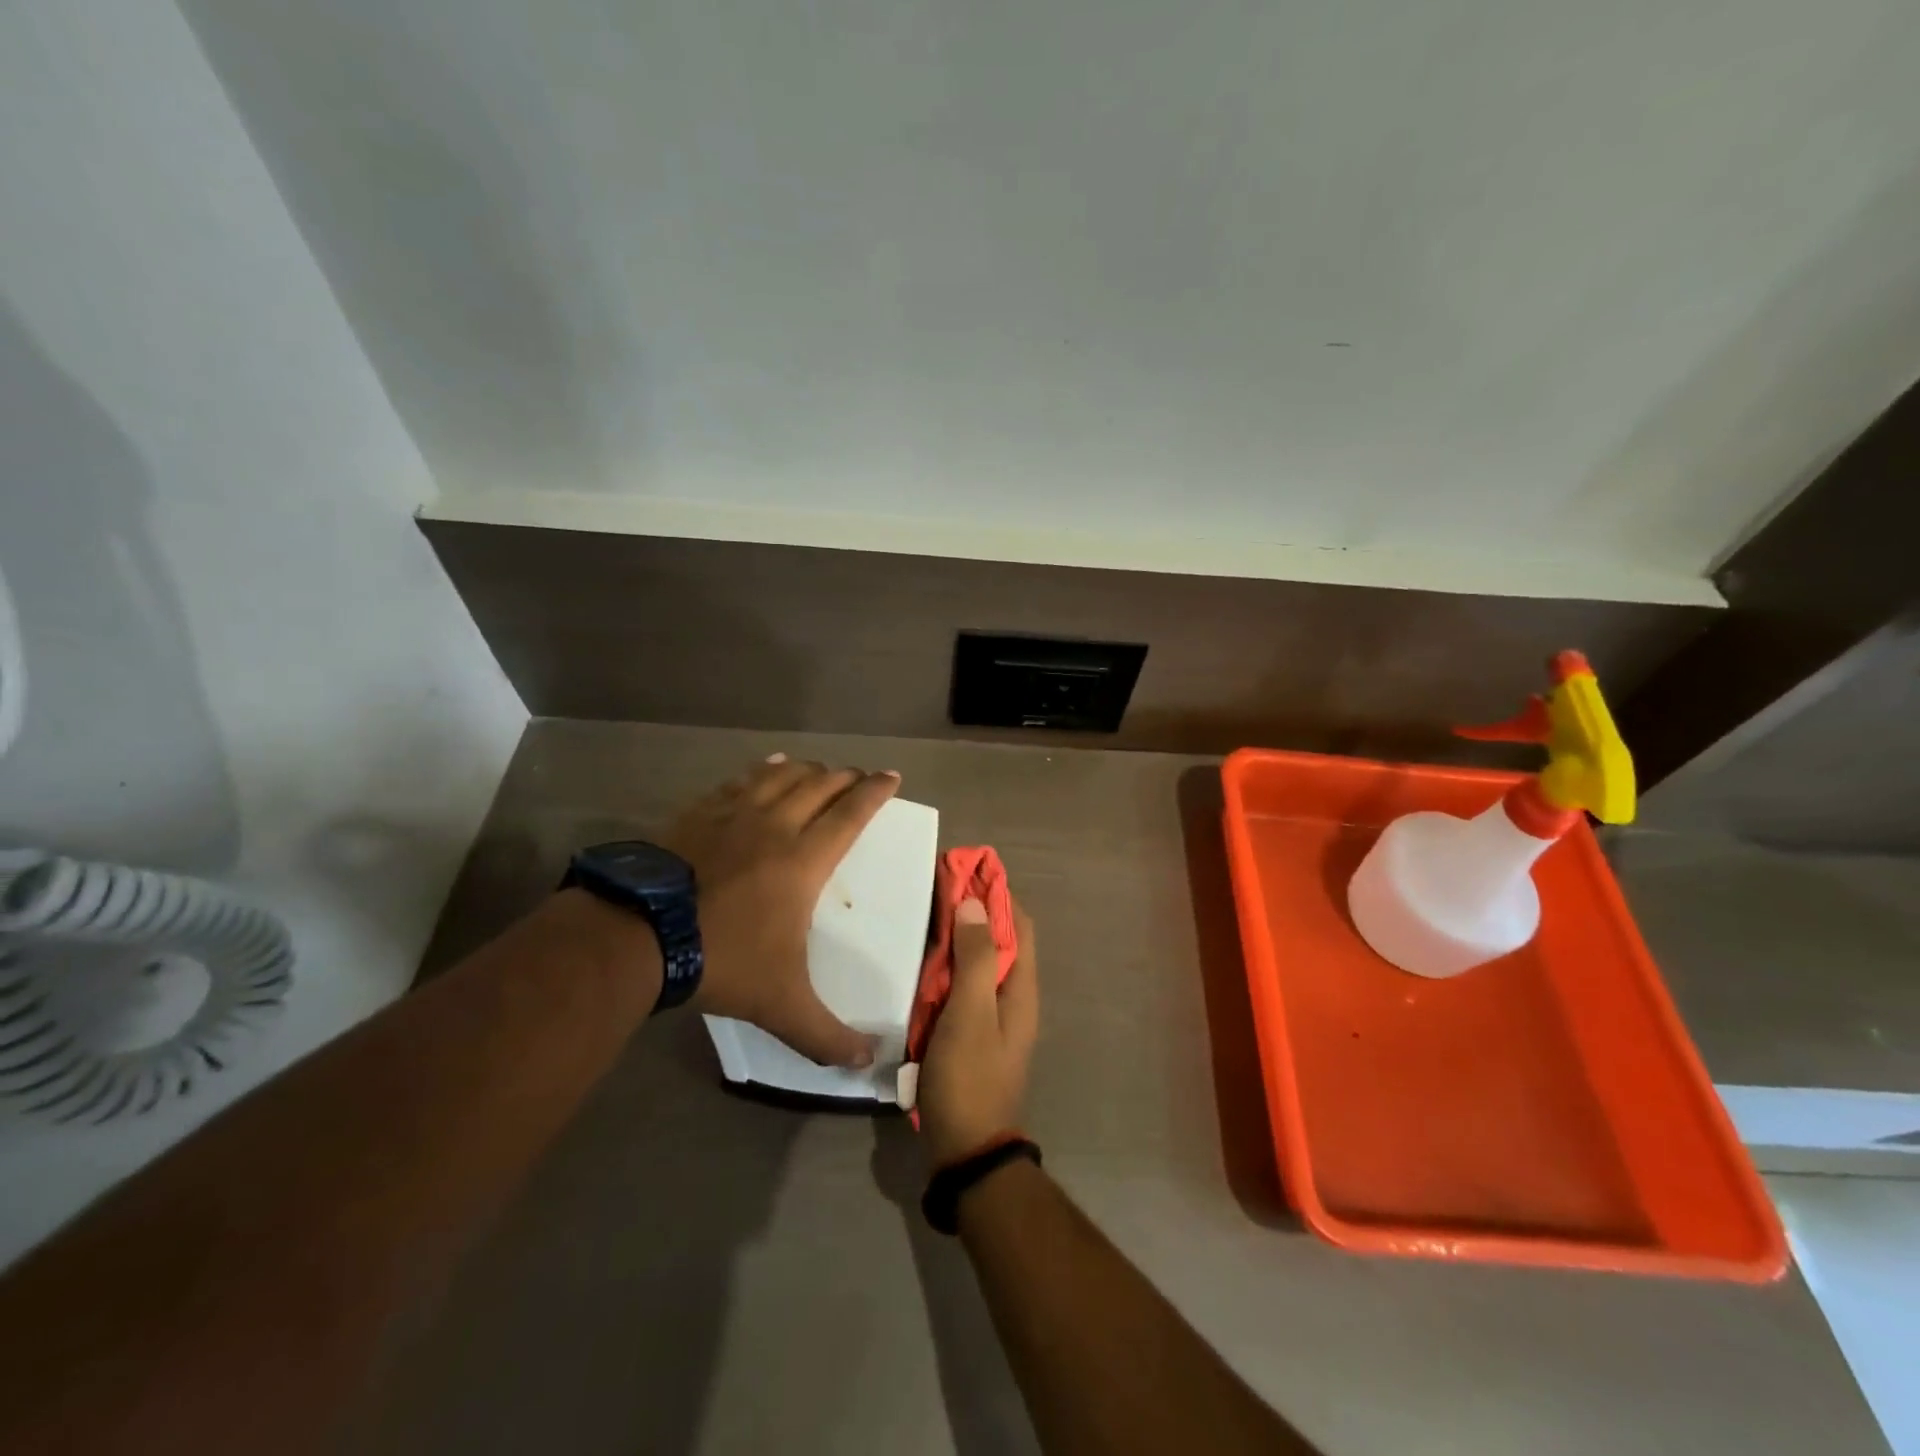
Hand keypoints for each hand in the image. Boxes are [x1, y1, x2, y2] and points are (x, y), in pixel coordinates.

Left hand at [664, 754, 898, 1066]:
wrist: (640, 935)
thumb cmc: (722, 959)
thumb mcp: (780, 1004)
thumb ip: (825, 1035)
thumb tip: (866, 1064)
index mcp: (804, 860)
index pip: (850, 814)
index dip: (875, 793)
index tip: (892, 777)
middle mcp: (776, 825)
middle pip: (820, 786)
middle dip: (846, 777)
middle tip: (860, 776)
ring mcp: (734, 814)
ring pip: (782, 776)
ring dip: (808, 769)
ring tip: (820, 768)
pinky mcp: (700, 813)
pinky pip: (740, 780)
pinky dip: (762, 770)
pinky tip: (767, 766)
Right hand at [918, 896, 1038, 1166]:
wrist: (965, 1149)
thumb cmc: (969, 1076)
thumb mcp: (971, 1013)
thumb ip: (976, 958)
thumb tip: (974, 903)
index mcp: (1021, 987)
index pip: (1018, 924)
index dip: (997, 892)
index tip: (967, 866)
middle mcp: (1012, 996)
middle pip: (998, 939)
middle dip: (974, 908)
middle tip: (937, 883)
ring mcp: (991, 1015)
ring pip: (978, 961)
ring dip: (958, 934)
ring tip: (926, 910)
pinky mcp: (970, 1032)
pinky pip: (962, 985)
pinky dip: (947, 963)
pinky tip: (921, 957)